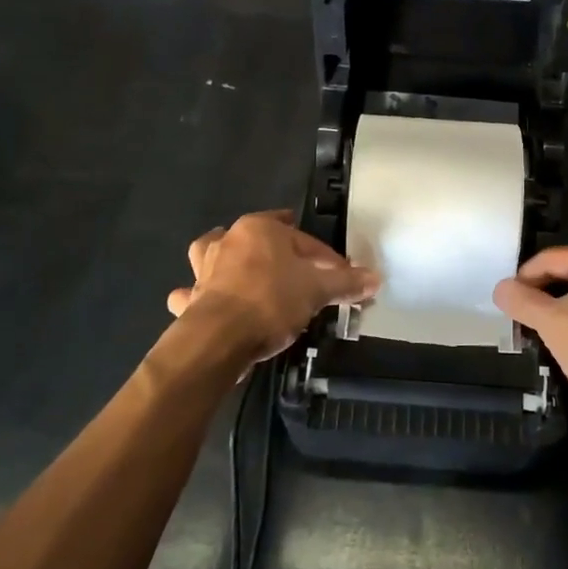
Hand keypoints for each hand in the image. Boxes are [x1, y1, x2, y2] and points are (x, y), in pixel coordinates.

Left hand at [167, 210, 379, 362]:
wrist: (218, 339)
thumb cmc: (271, 302)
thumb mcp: (317, 291)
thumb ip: (346, 283)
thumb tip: (375, 278)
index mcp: (260, 229)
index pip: (305, 241)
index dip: (329, 260)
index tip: (343, 279)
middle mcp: (228, 240)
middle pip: (261, 241)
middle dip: (279, 253)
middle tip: (299, 273)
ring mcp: (204, 268)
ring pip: (216, 254)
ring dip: (226, 261)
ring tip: (242, 274)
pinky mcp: (191, 298)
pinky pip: (193, 292)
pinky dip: (198, 296)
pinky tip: (206, 304)